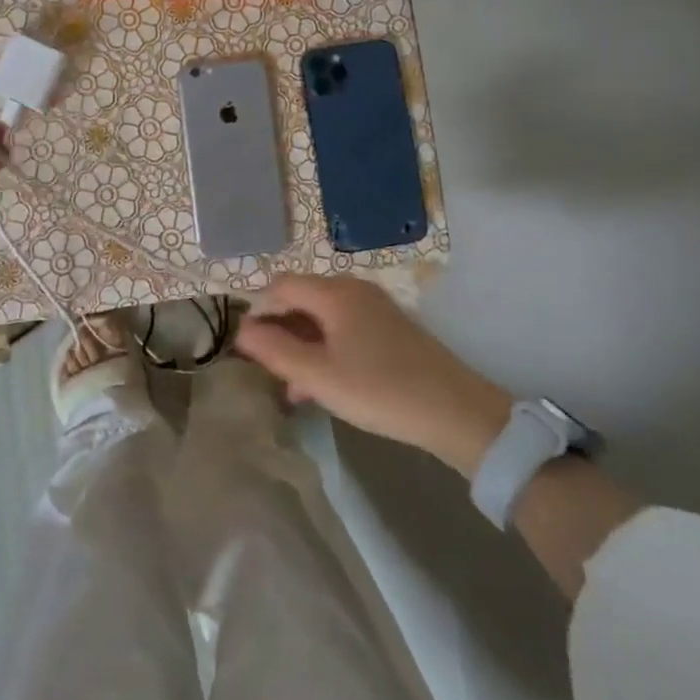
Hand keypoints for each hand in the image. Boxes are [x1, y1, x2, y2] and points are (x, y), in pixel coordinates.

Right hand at [237, 275, 511, 476]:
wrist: (458, 413)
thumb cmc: (380, 390)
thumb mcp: (318, 376)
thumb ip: (275, 351)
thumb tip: (241, 330)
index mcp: (334, 292)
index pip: (280, 286)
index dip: (258, 312)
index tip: (246, 348)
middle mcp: (354, 290)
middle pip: (301, 299)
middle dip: (279, 331)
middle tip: (267, 369)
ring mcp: (375, 308)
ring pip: (322, 319)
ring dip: (301, 345)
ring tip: (291, 386)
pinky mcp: (390, 329)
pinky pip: (343, 330)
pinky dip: (325, 350)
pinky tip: (322, 385)